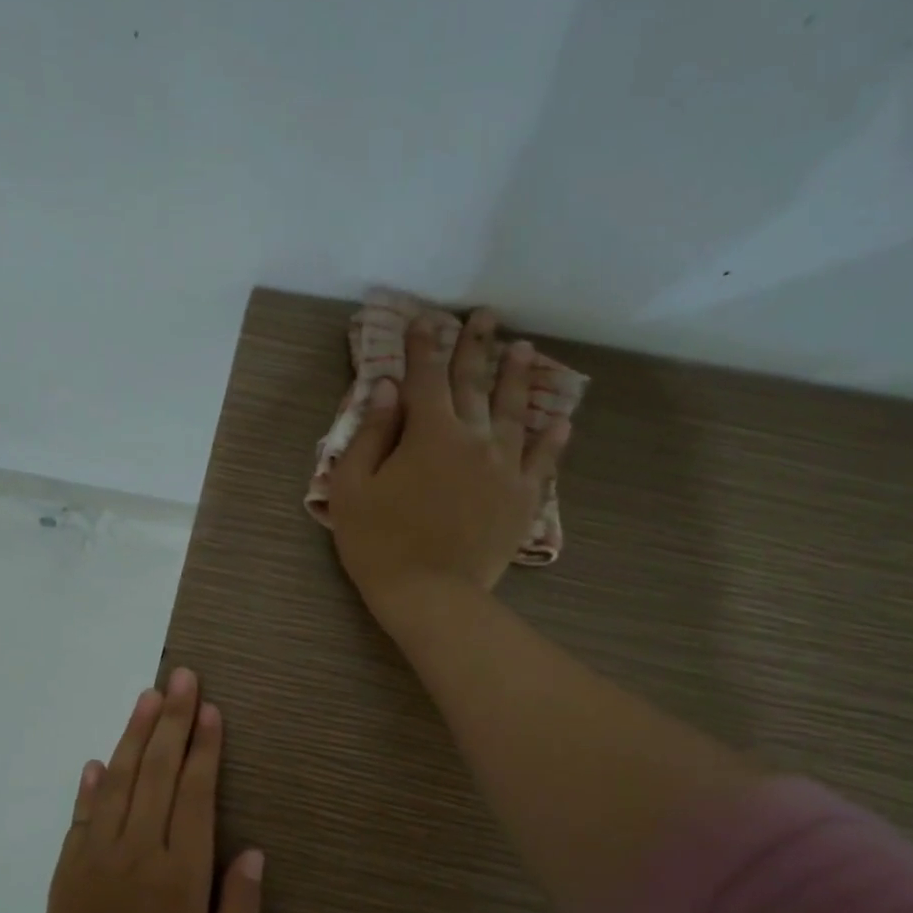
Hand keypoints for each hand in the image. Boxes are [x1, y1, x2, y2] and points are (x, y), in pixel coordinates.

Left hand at [33, 669, 263, 912]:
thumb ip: (241, 911)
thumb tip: (253, 852)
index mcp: (181, 873)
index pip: (195, 794)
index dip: (204, 748)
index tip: (210, 709)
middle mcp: (140, 850)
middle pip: (157, 771)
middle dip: (172, 720)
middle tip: (181, 676)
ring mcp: (99, 853)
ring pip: (119, 780)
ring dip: (134, 734)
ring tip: (148, 696)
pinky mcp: (70, 864)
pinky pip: (83, 812)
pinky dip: (90, 782)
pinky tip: (98, 758)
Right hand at [328, 309, 570, 624]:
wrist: (430, 595)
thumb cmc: (379, 544)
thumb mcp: (352, 488)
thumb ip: (371, 433)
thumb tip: (387, 388)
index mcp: (428, 433)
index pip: (425, 377)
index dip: (423, 345)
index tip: (425, 319)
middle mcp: (473, 438)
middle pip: (474, 383)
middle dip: (475, 346)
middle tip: (485, 317)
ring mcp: (504, 467)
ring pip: (513, 411)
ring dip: (517, 377)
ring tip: (523, 349)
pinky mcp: (523, 497)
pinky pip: (543, 460)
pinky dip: (552, 438)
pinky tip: (561, 419)